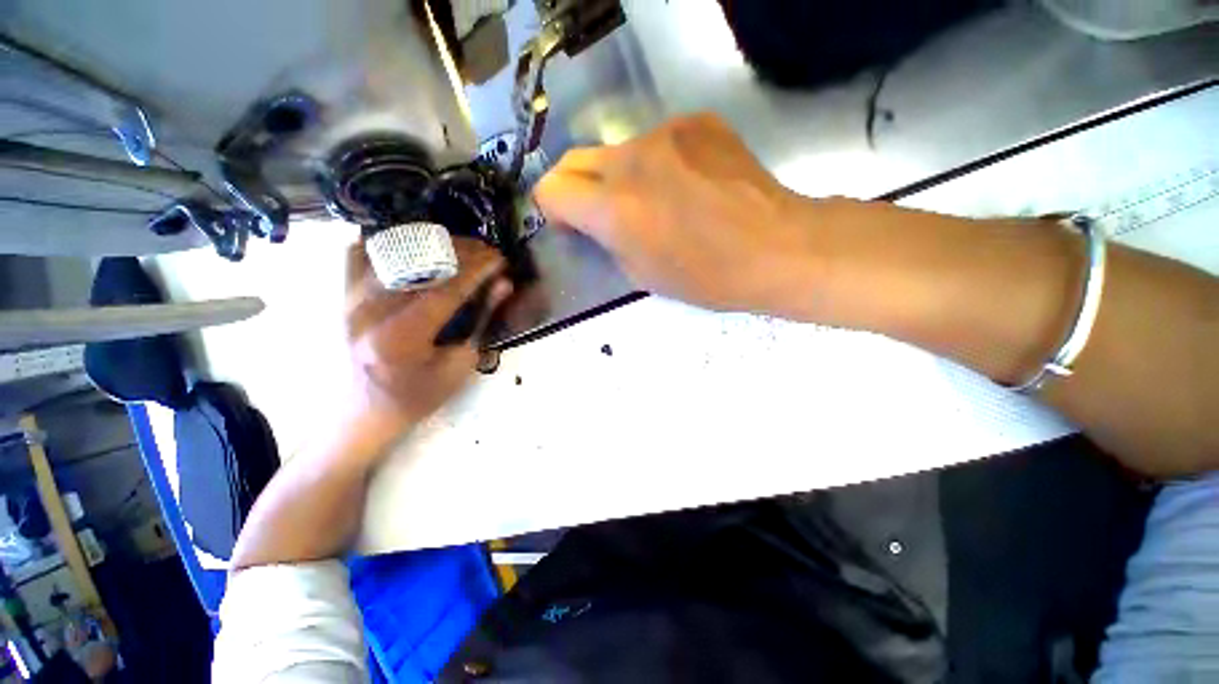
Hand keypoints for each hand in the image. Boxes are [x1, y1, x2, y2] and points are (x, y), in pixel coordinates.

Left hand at [344, 238, 512, 445]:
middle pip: (422, 264)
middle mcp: (369, 310)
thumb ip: (481, 322)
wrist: (360, 413)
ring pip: (394, 251)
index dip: (479, 269)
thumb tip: (503, 285)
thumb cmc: (416, 397)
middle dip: (462, 252)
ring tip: (462, 248)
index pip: (447, 288)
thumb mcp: (458, 366)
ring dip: (434, 244)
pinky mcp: (341, 296)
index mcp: (401, 336)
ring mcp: (349, 298)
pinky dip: (390, 244)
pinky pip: (362, 253)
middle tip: (488, 252)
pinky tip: (416, 249)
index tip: (500, 259)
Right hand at [533, 113, 826, 315]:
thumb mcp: (641, 274)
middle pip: (575, 159)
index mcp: (615, 208)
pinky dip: (659, 163)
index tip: (571, 223)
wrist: (776, 247)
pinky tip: (688, 185)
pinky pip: (657, 141)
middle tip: (604, 213)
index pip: (551, 189)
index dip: (553, 208)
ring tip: (658, 202)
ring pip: (618, 151)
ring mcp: (667, 132)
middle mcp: (632, 160)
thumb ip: (606, 240)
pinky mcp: (697, 121)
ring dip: (623, 176)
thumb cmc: (706, 276)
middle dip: (578, 188)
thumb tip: (593, 221)